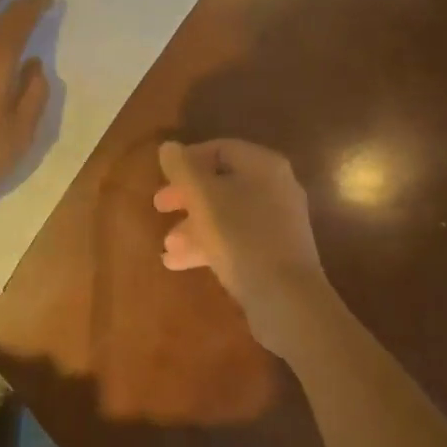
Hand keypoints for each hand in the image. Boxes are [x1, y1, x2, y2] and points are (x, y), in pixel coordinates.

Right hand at [154, 139, 331, 356]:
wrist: (286, 299)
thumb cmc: (240, 235)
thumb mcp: (202, 197)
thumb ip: (182, 168)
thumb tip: (169, 147)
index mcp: (262, 165)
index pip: (220, 149)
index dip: (188, 160)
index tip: (163, 177)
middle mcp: (275, 188)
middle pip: (222, 183)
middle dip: (187, 197)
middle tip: (159, 208)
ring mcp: (278, 223)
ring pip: (227, 215)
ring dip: (193, 227)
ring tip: (167, 247)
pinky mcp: (275, 254)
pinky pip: (236, 240)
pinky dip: (209, 246)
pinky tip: (179, 263)